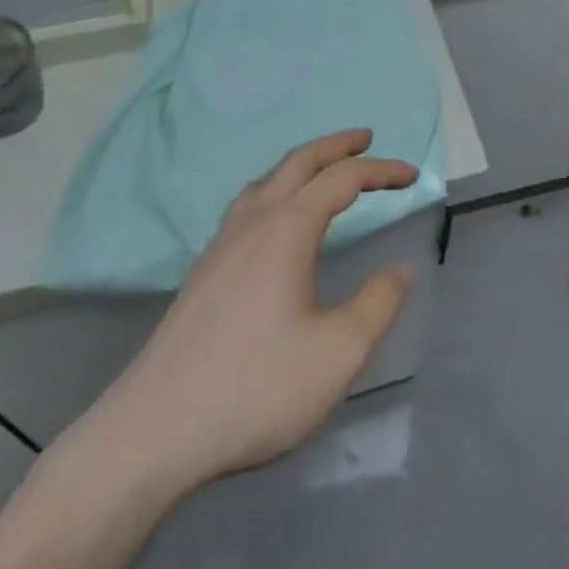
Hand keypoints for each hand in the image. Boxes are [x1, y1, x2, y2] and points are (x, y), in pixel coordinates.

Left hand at [68, 130, 417, 498]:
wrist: (156, 430)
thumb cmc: (256, 388)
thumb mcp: (338, 352)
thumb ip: (377, 304)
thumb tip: (401, 269)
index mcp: (288, 229)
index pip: (343, 179)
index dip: (381, 171)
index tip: (412, 175)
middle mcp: (253, 222)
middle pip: (298, 162)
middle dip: (336, 146)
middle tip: (366, 138)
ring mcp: (221, 245)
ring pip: (266, 181)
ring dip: (301, 166)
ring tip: (322, 172)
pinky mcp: (204, 271)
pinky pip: (247, 207)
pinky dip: (275, 191)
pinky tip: (274, 223)